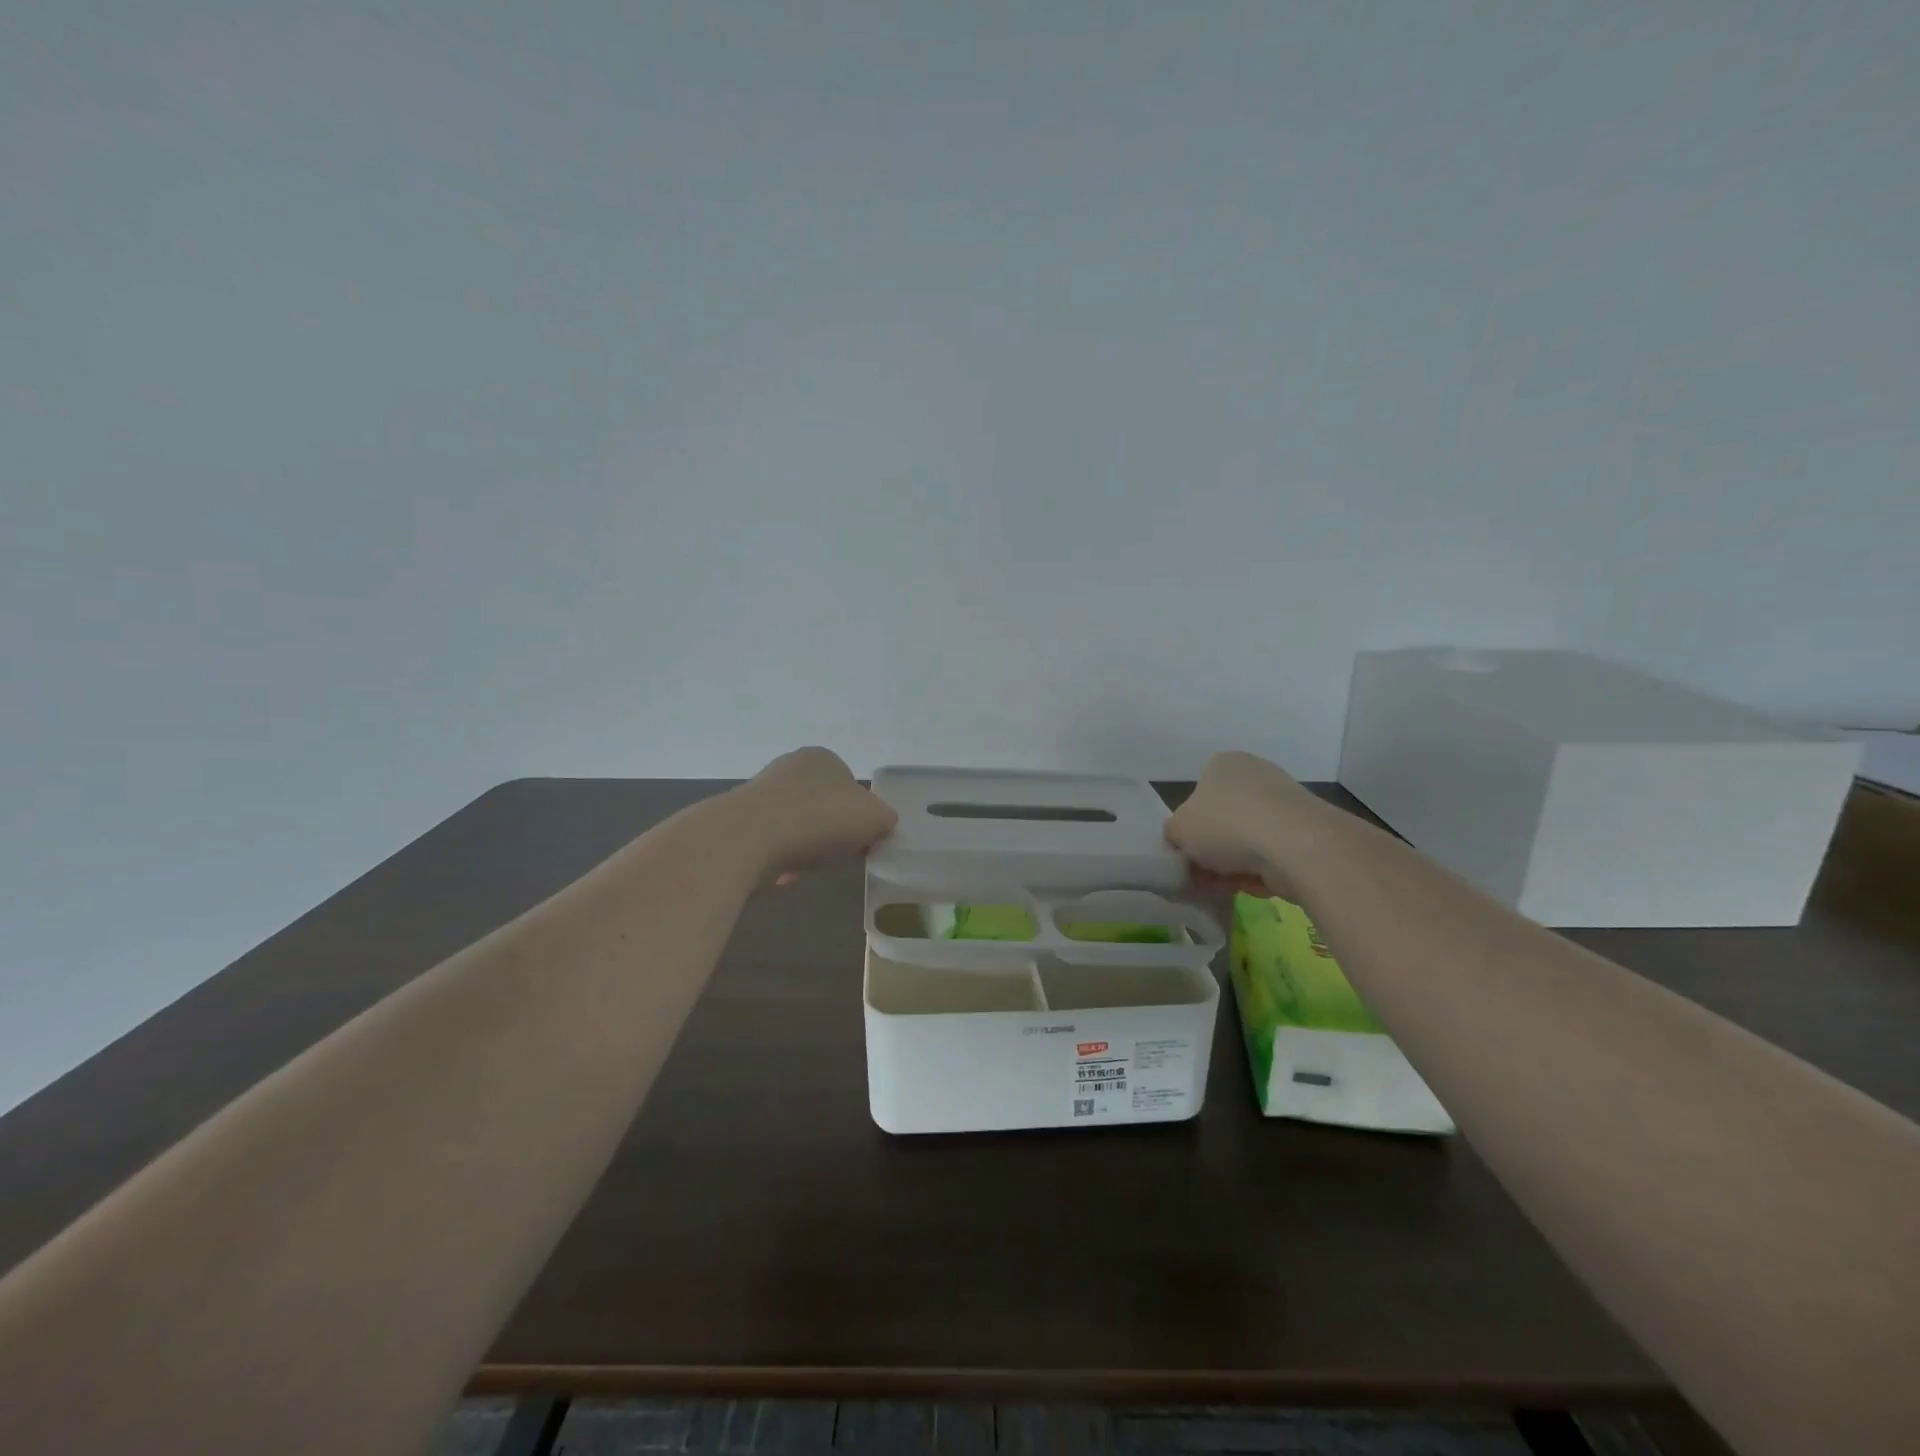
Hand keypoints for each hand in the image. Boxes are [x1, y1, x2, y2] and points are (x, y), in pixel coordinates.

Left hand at [733, 747, 897, 882]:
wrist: (751, 838)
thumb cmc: (820, 819)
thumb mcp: (874, 818)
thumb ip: (885, 819)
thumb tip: (881, 825)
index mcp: (822, 758)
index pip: (849, 785)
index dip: (859, 815)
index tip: (862, 841)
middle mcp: (789, 767)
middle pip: (822, 804)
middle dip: (830, 831)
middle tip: (838, 854)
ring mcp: (760, 793)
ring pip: (796, 825)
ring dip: (804, 846)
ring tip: (809, 866)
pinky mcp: (739, 822)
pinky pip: (771, 843)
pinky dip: (780, 858)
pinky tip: (783, 873)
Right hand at [1165, 751, 1325, 891]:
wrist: (1296, 845)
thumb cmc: (1226, 825)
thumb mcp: (1178, 830)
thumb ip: (1173, 834)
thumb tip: (1181, 842)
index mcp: (1223, 764)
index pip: (1198, 794)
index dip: (1189, 828)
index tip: (1187, 853)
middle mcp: (1256, 774)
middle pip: (1224, 819)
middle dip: (1213, 849)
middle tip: (1202, 874)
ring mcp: (1285, 802)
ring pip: (1248, 839)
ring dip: (1235, 863)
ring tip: (1226, 885)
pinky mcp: (1307, 830)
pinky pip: (1273, 853)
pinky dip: (1262, 870)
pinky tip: (1254, 885)